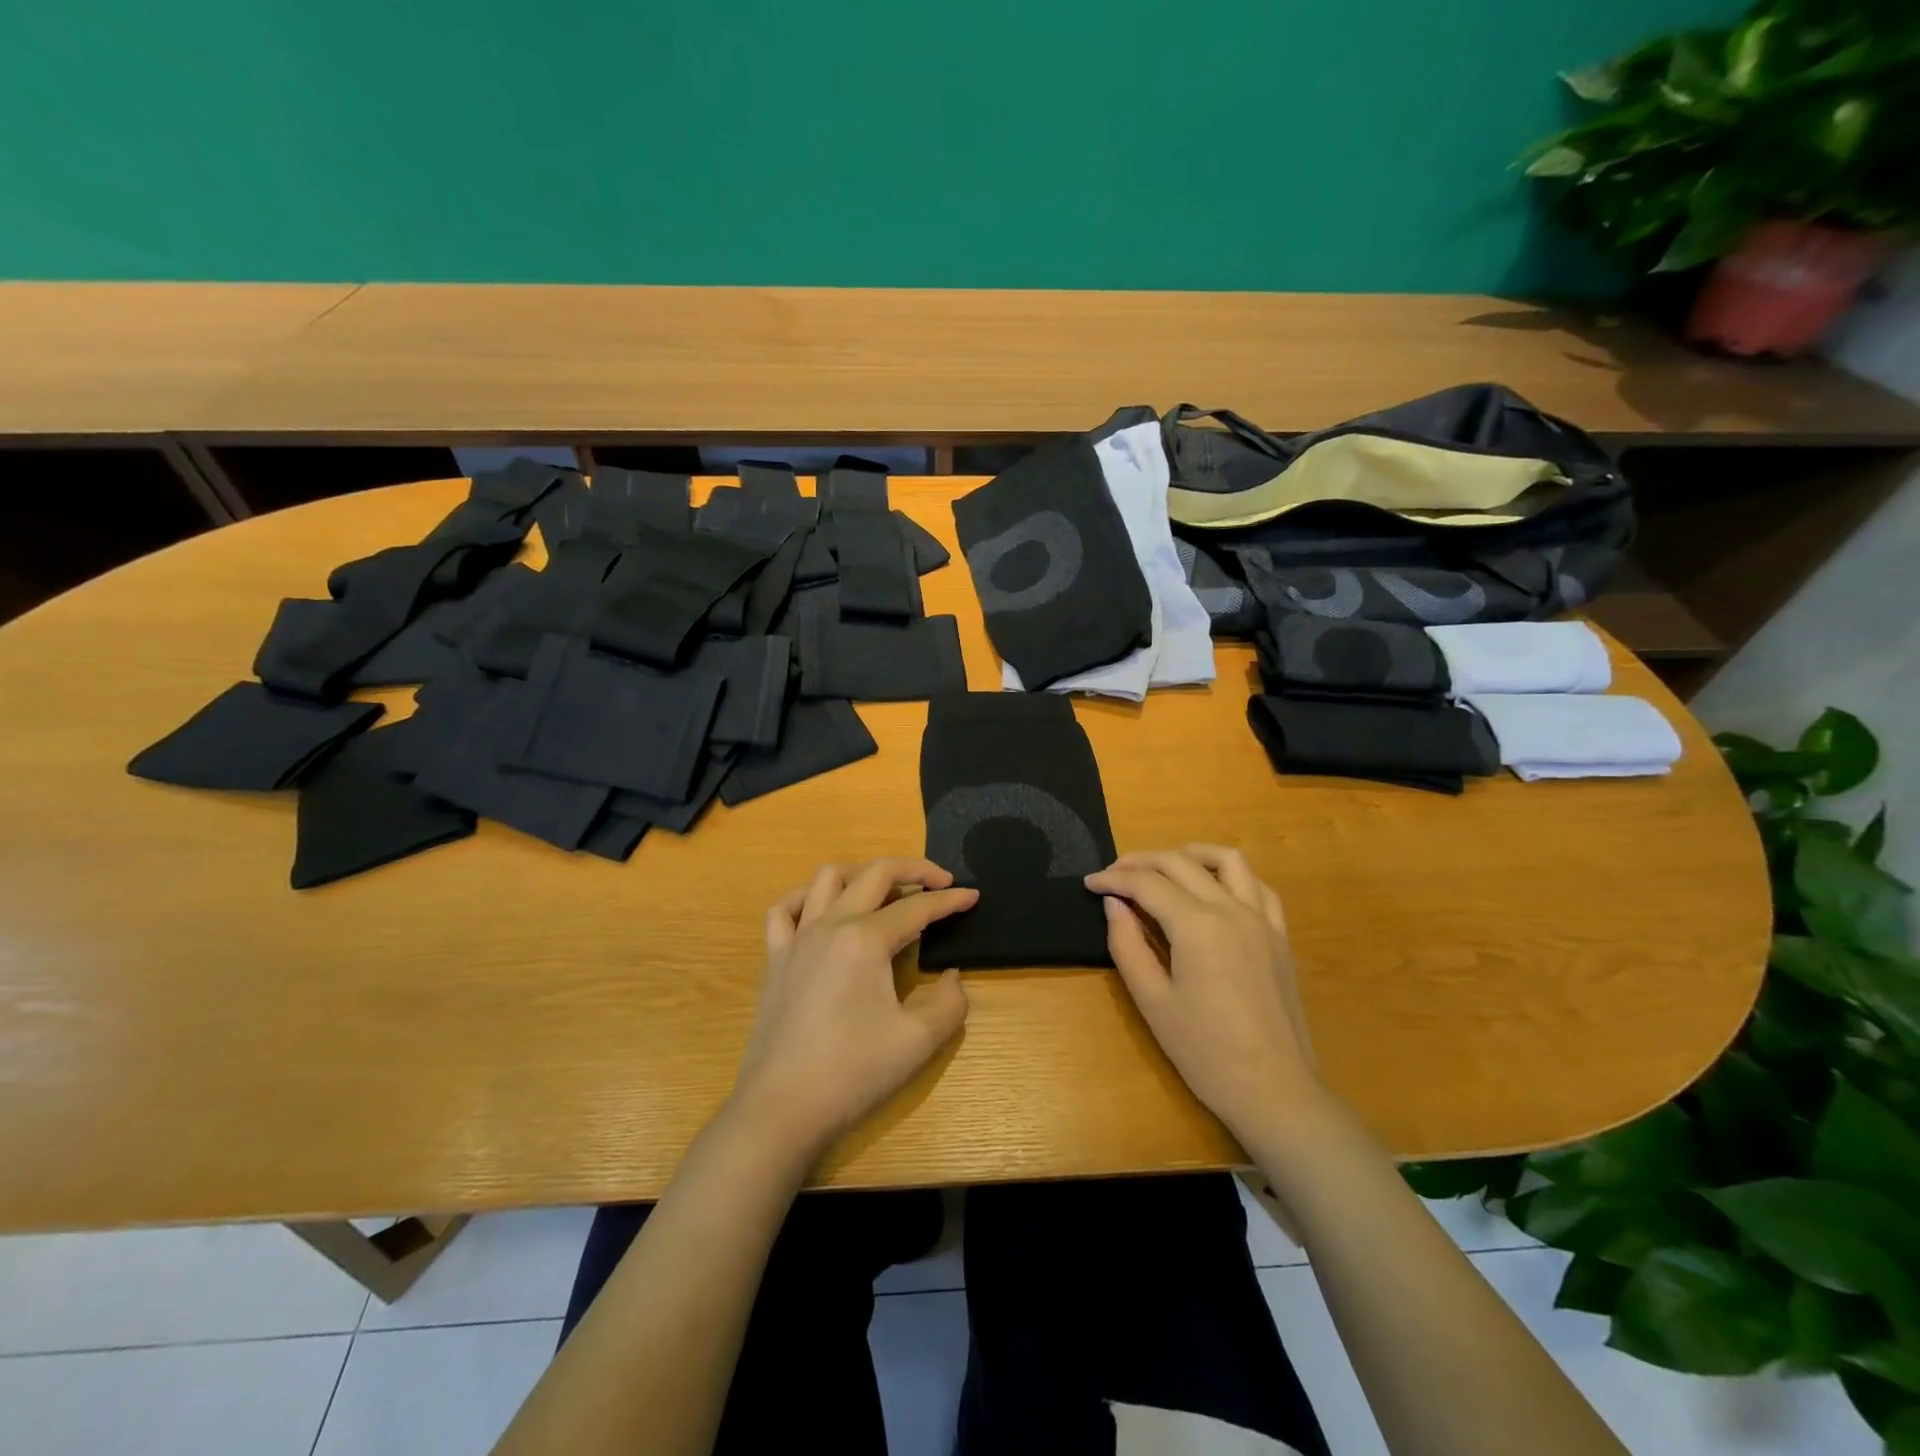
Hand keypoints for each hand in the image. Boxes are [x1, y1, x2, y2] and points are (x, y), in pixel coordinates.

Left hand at [729, 858, 977, 1159]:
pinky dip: (807, 898)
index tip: (974, 896)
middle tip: (940, 881)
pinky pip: (785, 910)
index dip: (950, 900)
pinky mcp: (775, 960)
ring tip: (885, 890)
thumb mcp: (918, 1042)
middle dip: (913, 869)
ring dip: (862, 873)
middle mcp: (830, 925)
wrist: (781, 1110)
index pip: (917, 908)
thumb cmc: (853, 1073)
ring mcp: (797, 939)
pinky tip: (823, 910)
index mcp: (865, 940)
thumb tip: (951, 977)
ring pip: (827, 878)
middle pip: (874, 873)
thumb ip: (950, 1003)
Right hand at [1085, 845, 1327, 1148]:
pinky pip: (1258, 886)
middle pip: (1180, 863)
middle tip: (1114, 875)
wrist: (1274, 1091)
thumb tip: (1113, 905)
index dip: (1113, 879)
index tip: (1089, 883)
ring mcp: (1261, 919)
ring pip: (1226, 860)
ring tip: (1164, 866)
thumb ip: (1127, 945)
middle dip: (1141, 862)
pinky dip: (1231, 875)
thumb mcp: (1152, 1001)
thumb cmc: (1205, 1052)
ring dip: (1190, 854)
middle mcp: (1231, 909)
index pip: (1146, 884)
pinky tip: (1214, 889)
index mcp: (1196, 925)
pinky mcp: (1279, 935)